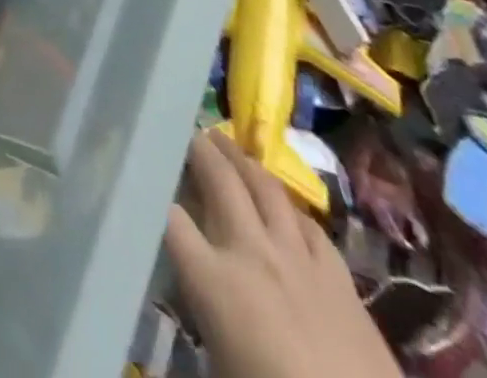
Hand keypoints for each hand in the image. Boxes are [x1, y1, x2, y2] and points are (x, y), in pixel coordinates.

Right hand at [165, 131, 398, 377]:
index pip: (169, 218)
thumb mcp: (219, 362)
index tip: (146, 175)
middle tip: (188, 131)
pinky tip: (284, 204)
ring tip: (227, 143)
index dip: (154, 193)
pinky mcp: (339, 276)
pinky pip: (308, 224)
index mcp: (214, 281)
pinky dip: (289, 207)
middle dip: (199, 149)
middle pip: (219, 180)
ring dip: (242, 160)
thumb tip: (188, 286)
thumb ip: (200, 311)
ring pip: (266, 187)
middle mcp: (251, 253)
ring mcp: (298, 258)